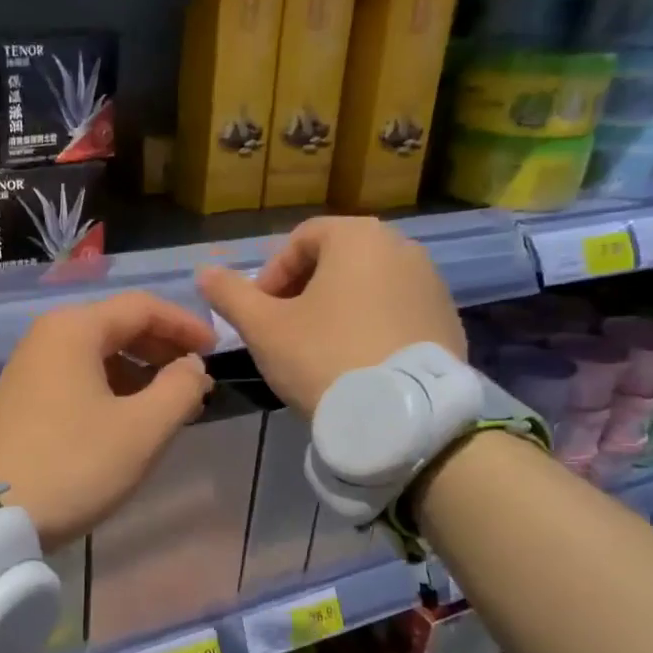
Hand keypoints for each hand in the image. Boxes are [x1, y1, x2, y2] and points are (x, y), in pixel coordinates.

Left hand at [0, 292, 215, 549]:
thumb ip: (180, 389)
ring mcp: (29, 367)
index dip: (185, 325)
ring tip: (170, 405)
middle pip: (117, 326)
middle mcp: (47, 336)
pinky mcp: (22, 397)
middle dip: (163, 350)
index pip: (142, 307)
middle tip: (196, 382)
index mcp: (74, 328)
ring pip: (98, 354)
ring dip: (139, 372)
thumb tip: (192, 367)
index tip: (216, 352)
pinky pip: (78, 377)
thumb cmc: (74, 464)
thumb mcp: (142, 429)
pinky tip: (129, 418)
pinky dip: (112, 388)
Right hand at [197, 217, 463, 418]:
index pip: (300, 239)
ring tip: (319, 351)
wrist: (402, 415)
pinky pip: (396, 311)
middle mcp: (402, 247)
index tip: (260, 314)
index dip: (271, 275)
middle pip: (336, 260)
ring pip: (367, 286)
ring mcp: (432, 283)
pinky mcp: (448, 319)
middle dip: (303, 291)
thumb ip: (231, 296)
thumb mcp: (264, 328)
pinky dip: (370, 326)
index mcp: (358, 237)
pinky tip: (356, 363)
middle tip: (285, 332)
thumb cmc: (324, 358)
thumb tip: (204, 273)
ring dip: (337, 309)